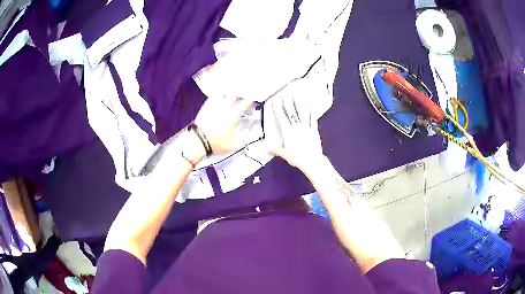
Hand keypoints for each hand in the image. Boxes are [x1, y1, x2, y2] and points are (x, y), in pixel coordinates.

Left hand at [195, 95, 252, 154]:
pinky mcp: (205, 108)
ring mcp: (214, 106)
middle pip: (234, 93)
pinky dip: (216, 95)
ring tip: (231, 89)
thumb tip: (247, 138)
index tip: (253, 98)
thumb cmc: (215, 142)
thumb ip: (243, 140)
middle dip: (241, 90)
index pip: (245, 104)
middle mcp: (224, 107)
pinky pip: (212, 97)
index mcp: (233, 114)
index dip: (250, 100)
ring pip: (222, 92)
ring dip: (228, 90)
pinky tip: (217, 96)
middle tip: (245, 89)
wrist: (199, 140)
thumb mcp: (233, 145)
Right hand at [266, 95, 323, 171]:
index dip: (278, 109)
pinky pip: (312, 120)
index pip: (282, 118)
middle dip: (288, 103)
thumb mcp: (284, 154)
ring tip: (298, 97)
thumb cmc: (297, 158)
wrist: (311, 161)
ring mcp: (306, 128)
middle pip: (292, 113)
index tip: (275, 102)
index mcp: (288, 132)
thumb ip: (274, 149)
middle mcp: (297, 128)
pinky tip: (311, 108)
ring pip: (302, 114)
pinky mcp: (314, 131)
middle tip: (286, 95)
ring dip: (299, 105)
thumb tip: (264, 149)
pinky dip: (311, 113)